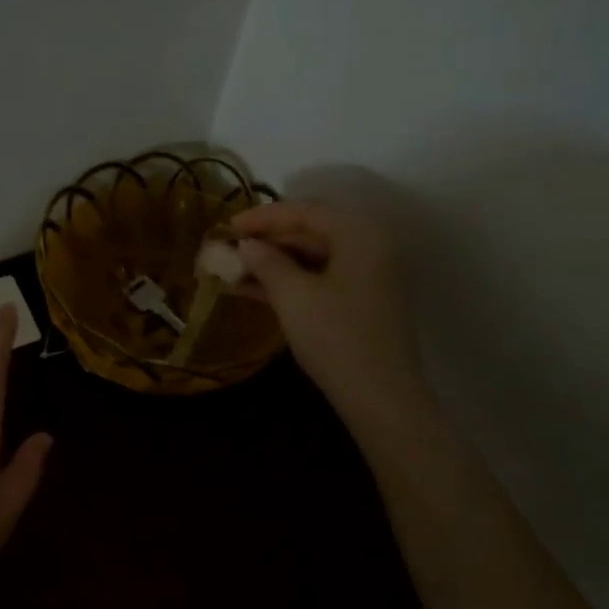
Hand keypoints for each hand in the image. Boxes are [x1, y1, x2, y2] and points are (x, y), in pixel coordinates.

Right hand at [229, 198, 426, 414]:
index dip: (264, 216)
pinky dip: (287, 282)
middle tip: (229, 249)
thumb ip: (266, 263)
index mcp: (358, 235)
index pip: (306, 211)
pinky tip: (253, 290)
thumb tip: (246, 245)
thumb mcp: (293, 296)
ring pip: (312, 258)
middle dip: (267, 240)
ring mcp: (367, 277)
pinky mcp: (360, 303)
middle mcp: (368, 248)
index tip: (228, 225)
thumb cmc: (336, 337)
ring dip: (273, 263)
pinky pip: (318, 279)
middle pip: (311, 232)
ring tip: (233, 270)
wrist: (379, 396)